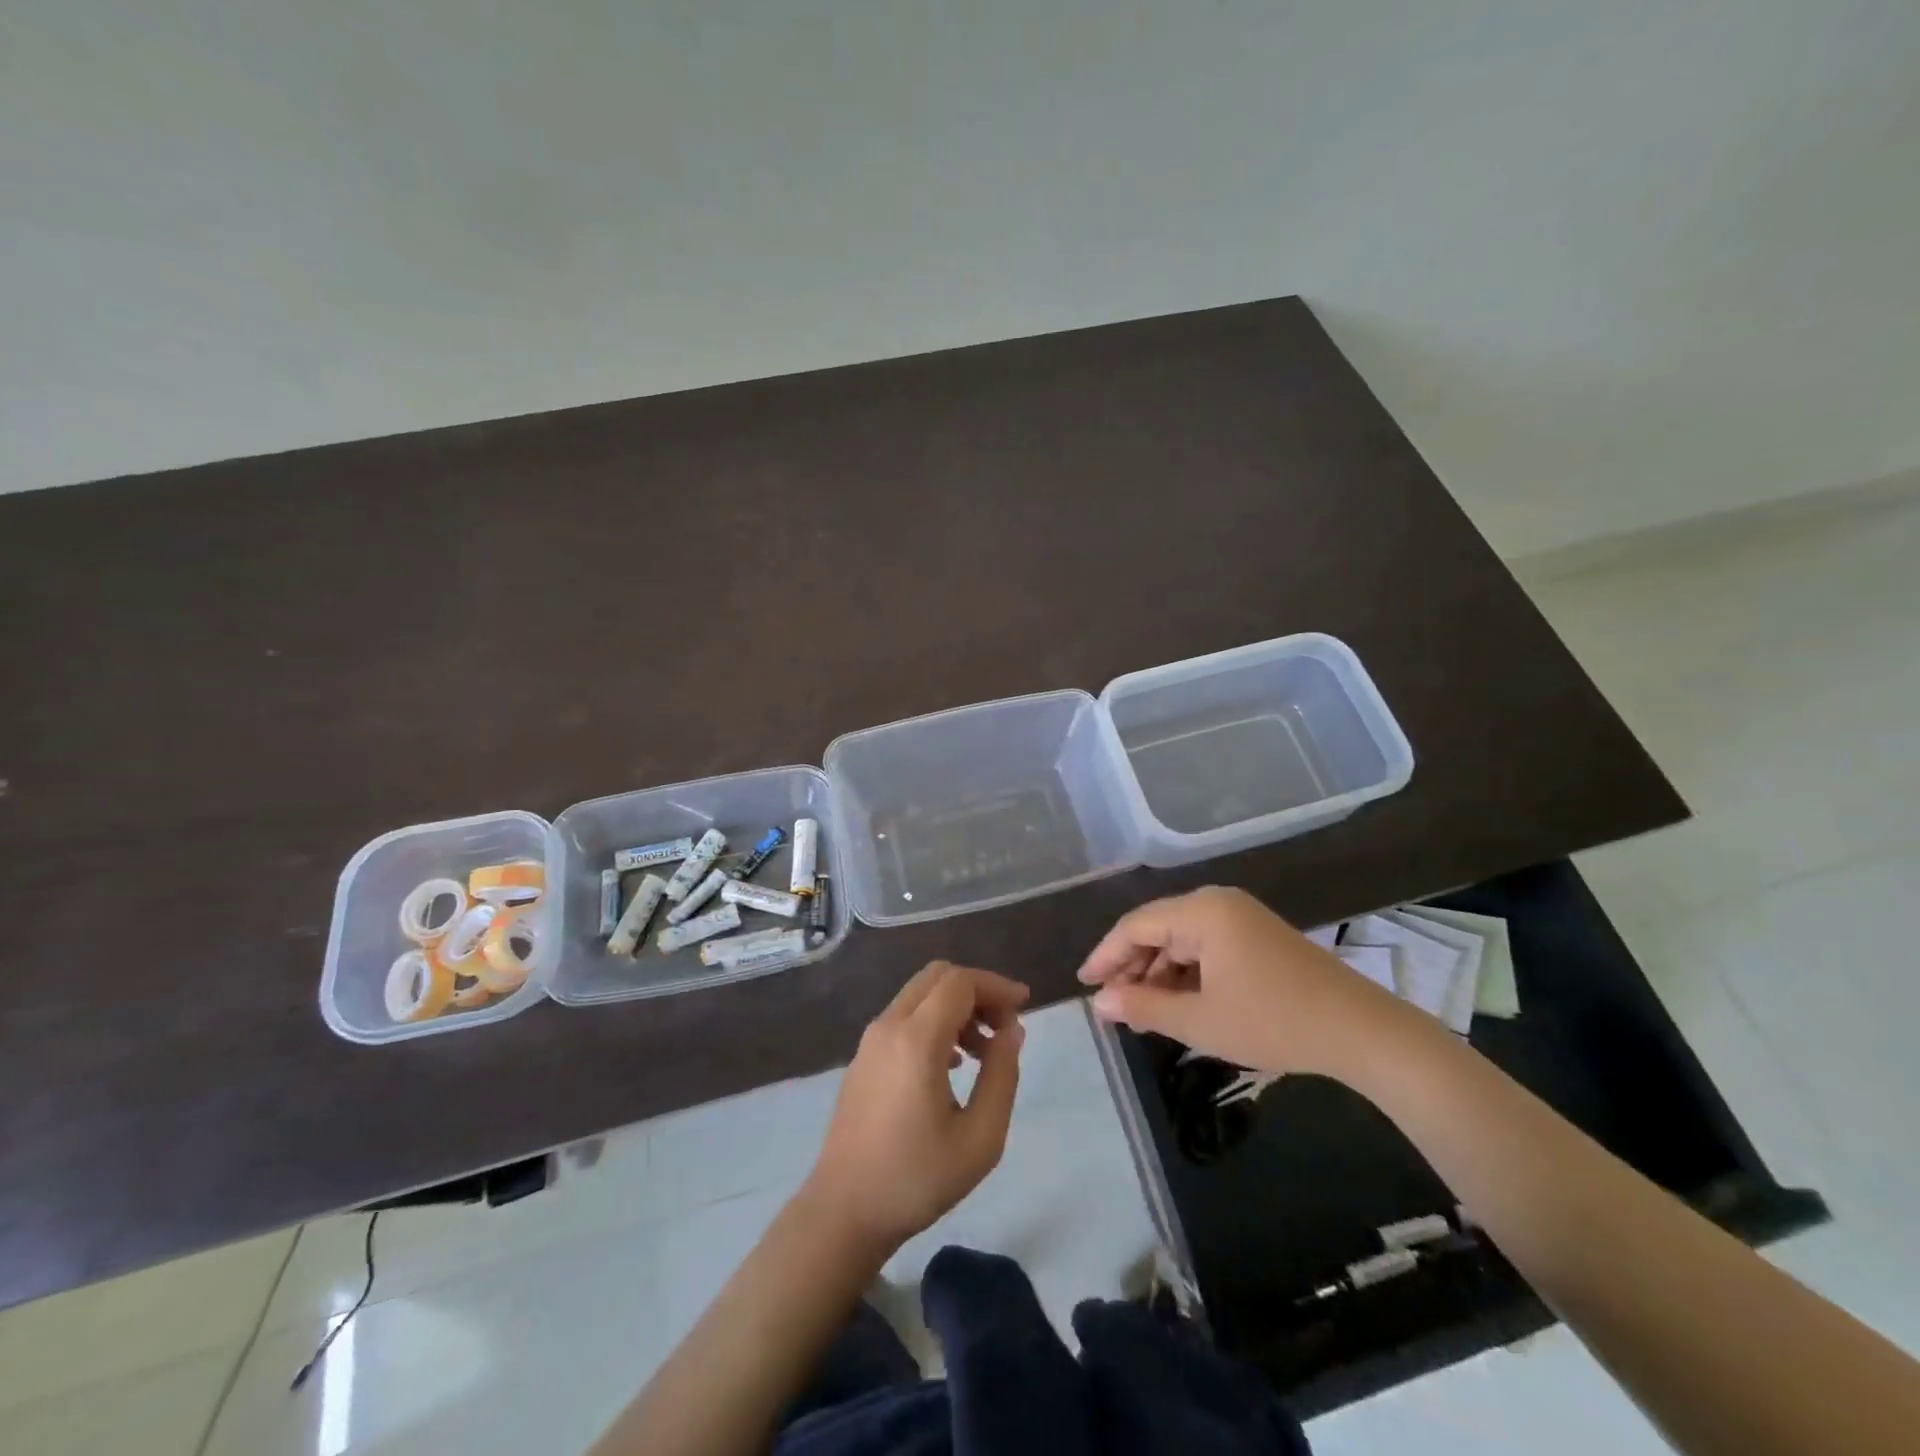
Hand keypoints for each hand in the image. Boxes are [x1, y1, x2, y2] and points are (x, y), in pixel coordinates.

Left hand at [805, 961, 1028, 1250]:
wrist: (843, 1212)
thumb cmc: (916, 1179)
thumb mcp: (980, 1138)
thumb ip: (1002, 1076)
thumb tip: (1012, 1030)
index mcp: (916, 1040)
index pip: (960, 982)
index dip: (996, 985)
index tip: (1025, 1005)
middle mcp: (889, 1026)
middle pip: (938, 977)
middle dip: (978, 991)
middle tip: (1004, 1026)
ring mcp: (870, 1040)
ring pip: (920, 995)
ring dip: (956, 1007)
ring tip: (984, 1052)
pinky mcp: (863, 1057)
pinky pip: (904, 1017)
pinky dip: (934, 1021)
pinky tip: (952, 1065)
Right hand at [1078, 885, 1411, 1077]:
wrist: (1363, 1032)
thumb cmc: (1274, 1022)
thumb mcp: (1201, 1021)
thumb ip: (1144, 1006)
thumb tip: (1100, 1002)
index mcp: (1203, 911)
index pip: (1136, 925)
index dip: (1106, 955)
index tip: (1085, 985)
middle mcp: (1218, 903)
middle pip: (1158, 928)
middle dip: (1133, 966)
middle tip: (1113, 1005)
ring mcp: (1242, 918)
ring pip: (1182, 940)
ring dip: (1160, 973)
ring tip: (1144, 1011)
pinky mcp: (1259, 937)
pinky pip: (1207, 948)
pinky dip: (1188, 974)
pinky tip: (1181, 1003)